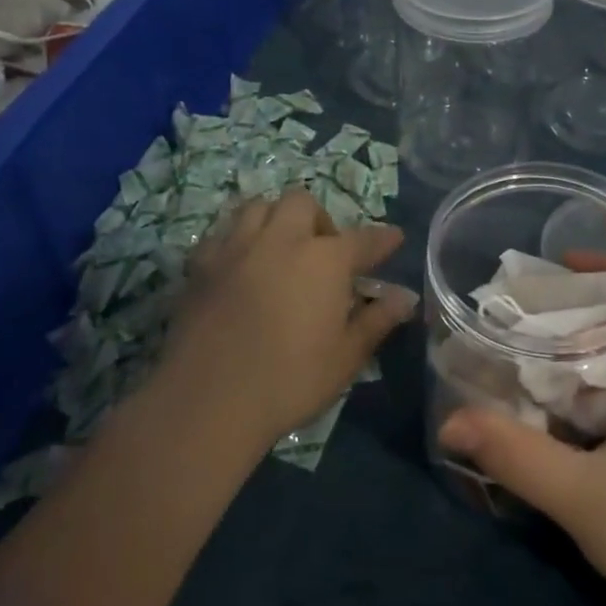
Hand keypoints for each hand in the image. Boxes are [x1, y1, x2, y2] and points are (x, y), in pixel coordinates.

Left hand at [151, 190, 414, 446]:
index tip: (394, 239)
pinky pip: (223, 233)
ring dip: (276, 219)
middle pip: (303, 203)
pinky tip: (241, 265)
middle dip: (318, 219)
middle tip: (322, 252)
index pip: (364, 239)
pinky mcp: (200, 265)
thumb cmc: (289, 381)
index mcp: (325, 260)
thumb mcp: (346, 357)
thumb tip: (405, 297)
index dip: (383, 240)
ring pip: (258, 206)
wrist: (206, 402)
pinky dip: (238, 240)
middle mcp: (282, 240)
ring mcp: (236, 248)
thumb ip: (377, 320)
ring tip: (280, 248)